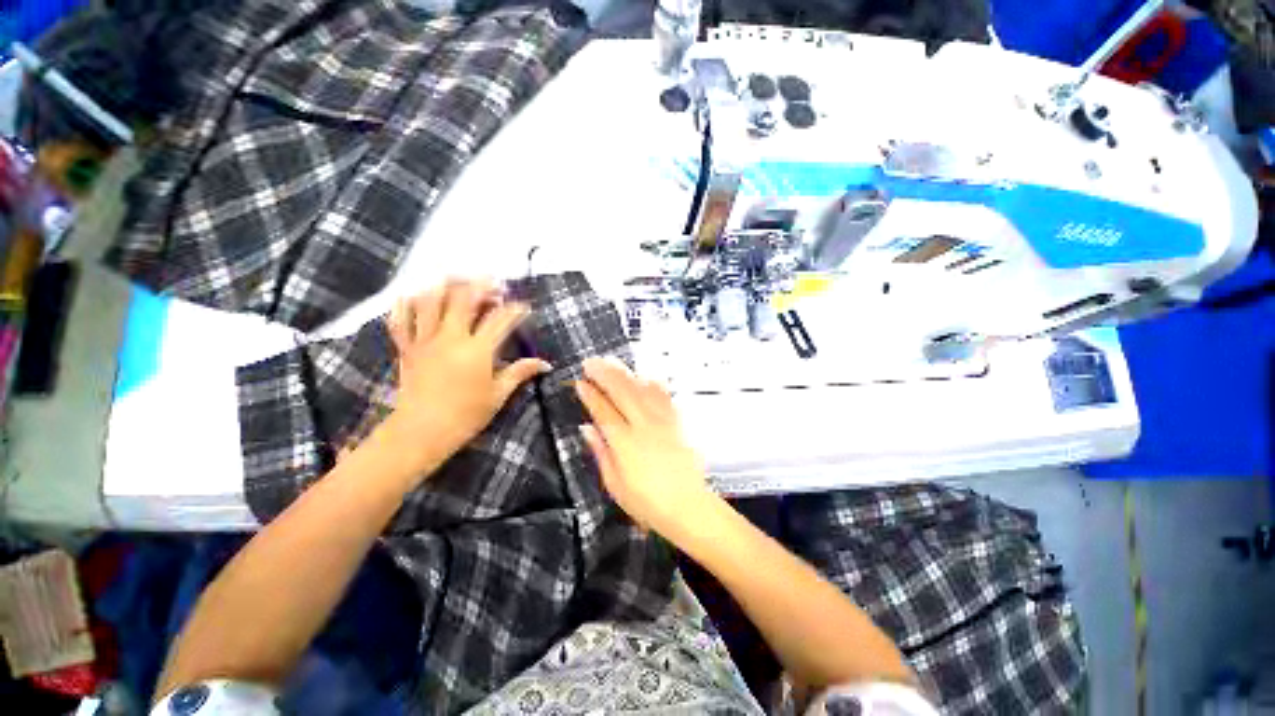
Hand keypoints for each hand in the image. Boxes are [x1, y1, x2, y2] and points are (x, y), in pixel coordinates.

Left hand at [376, 280, 550, 482]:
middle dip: (481, 285)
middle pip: (464, 299)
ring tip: (458, 280)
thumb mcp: (498, 394)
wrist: (421, 432)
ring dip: (446, 286)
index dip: (515, 309)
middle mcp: (450, 338)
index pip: (500, 320)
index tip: (524, 306)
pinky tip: (413, 295)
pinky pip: (400, 319)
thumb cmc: (466, 415)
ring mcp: (425, 340)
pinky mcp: (407, 348)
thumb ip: (520, 373)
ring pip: (431, 301)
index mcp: (477, 350)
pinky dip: (405, 304)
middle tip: (494, 283)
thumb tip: (545, 364)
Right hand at [575, 357, 718, 542]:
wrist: (688, 506)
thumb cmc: (647, 502)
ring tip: (612, 361)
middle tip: (591, 361)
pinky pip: (664, 395)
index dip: (590, 395)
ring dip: (625, 373)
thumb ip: (601, 452)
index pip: (603, 412)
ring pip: (642, 389)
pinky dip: (652, 382)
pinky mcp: (677, 421)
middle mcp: (644, 426)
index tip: (580, 382)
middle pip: (622, 392)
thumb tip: (586, 428)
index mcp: (625, 443)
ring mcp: (663, 421)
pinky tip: (644, 374)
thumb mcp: (615, 485)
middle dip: (604, 374)